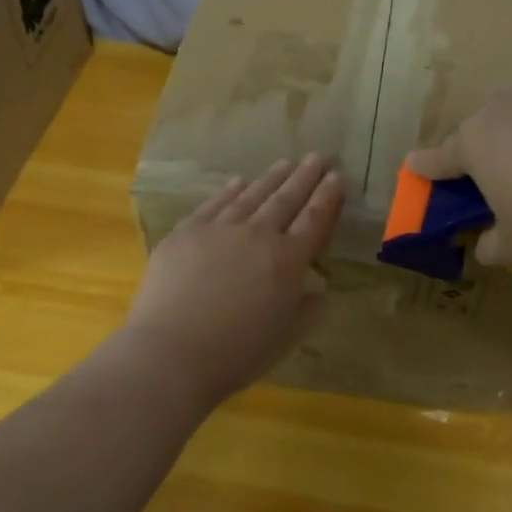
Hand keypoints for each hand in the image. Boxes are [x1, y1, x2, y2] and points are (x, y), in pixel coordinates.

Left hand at [119, 155, 343, 403]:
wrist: (173, 352)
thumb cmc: (237, 354)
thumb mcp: (287, 336)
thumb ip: (307, 307)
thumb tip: (316, 287)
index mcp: (288, 261)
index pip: (314, 220)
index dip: (327, 198)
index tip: (337, 177)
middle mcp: (257, 235)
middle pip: (286, 200)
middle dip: (304, 177)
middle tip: (318, 157)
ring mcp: (219, 229)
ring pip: (251, 196)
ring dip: (271, 178)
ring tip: (285, 162)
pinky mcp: (186, 232)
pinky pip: (214, 204)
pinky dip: (230, 191)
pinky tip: (238, 182)